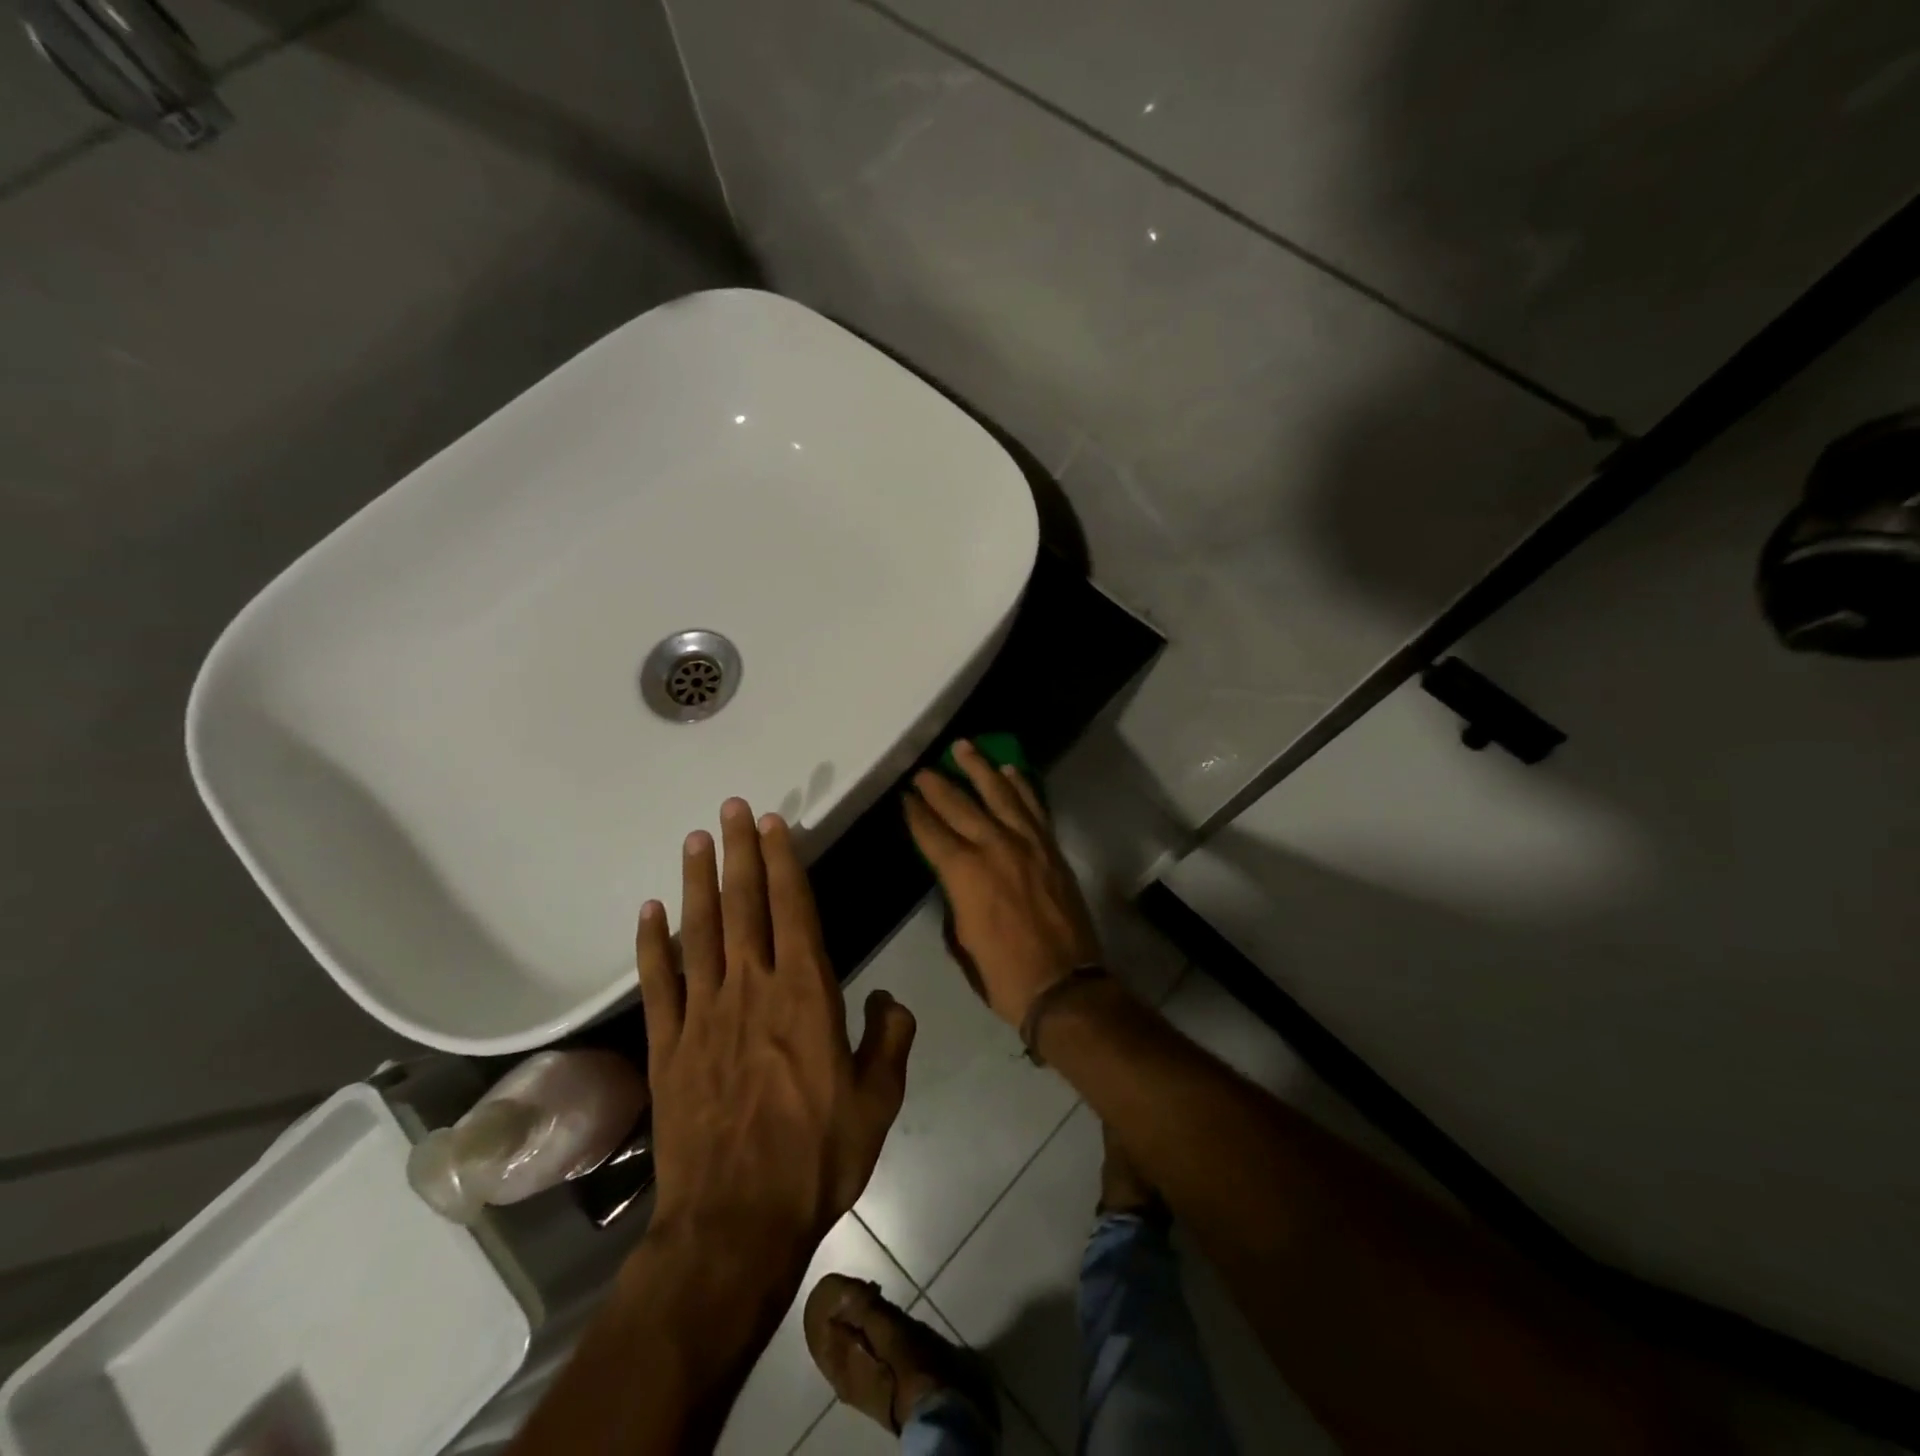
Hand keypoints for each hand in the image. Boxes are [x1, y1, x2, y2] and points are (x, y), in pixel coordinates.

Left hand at [636, 800, 916, 1277]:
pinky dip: (652, 944)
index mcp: (805, 995)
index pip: (794, 910)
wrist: (735, 1223)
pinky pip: (658, 983)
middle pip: (744, 905)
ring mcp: (703, 1015)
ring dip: (697, 883)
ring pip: (700, 932)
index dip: (784, 862)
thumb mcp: (878, 1100)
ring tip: (694, 841)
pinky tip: (649, 912)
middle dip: (739, 853)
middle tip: (731, 809)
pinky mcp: (668, 1046)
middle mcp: (752, 989)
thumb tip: (888, 999)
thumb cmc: (816, 1157)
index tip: (774, 824)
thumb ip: (889, 1039)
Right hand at [903, 741, 1102, 1026]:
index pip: (931, 832)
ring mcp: (1027, 843)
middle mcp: (994, 847)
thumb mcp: (962, 939)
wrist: (1065, 986)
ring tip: (963, 747)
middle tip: (923, 769)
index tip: (904, 796)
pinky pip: (1033, 807)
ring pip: (999, 793)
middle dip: (937, 784)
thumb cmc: (1003, 974)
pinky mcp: (1051, 848)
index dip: (914, 812)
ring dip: (979, 768)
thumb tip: (955, 877)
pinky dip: (1020, 786)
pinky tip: (1008, 771)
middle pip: (959, 805)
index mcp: (964, 873)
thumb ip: (955, 898)